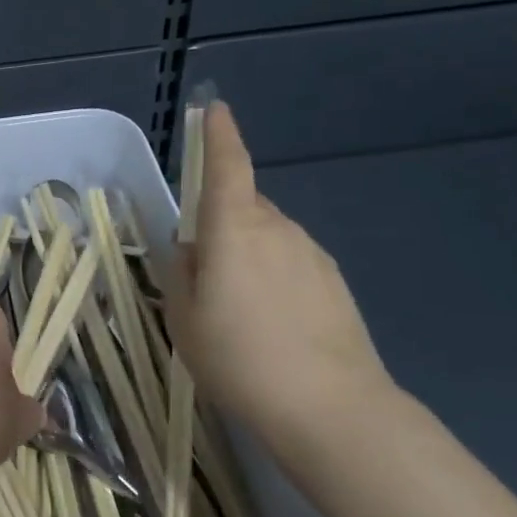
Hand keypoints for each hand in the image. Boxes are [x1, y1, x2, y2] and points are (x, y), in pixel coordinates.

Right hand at [168, 102, 400, 452]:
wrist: (329, 407)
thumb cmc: (239, 358)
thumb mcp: (184, 319)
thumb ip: (182, 274)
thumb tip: (191, 251)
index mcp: (234, 229)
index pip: (227, 166)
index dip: (219, 135)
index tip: (216, 109)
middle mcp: (277, 228)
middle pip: (244, 207)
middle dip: (222, 225)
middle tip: (204, 278)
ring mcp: (312, 254)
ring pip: (268, 238)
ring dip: (248, 257)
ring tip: (238, 314)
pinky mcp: (334, 282)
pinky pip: (292, 263)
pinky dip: (274, 279)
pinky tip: (272, 326)